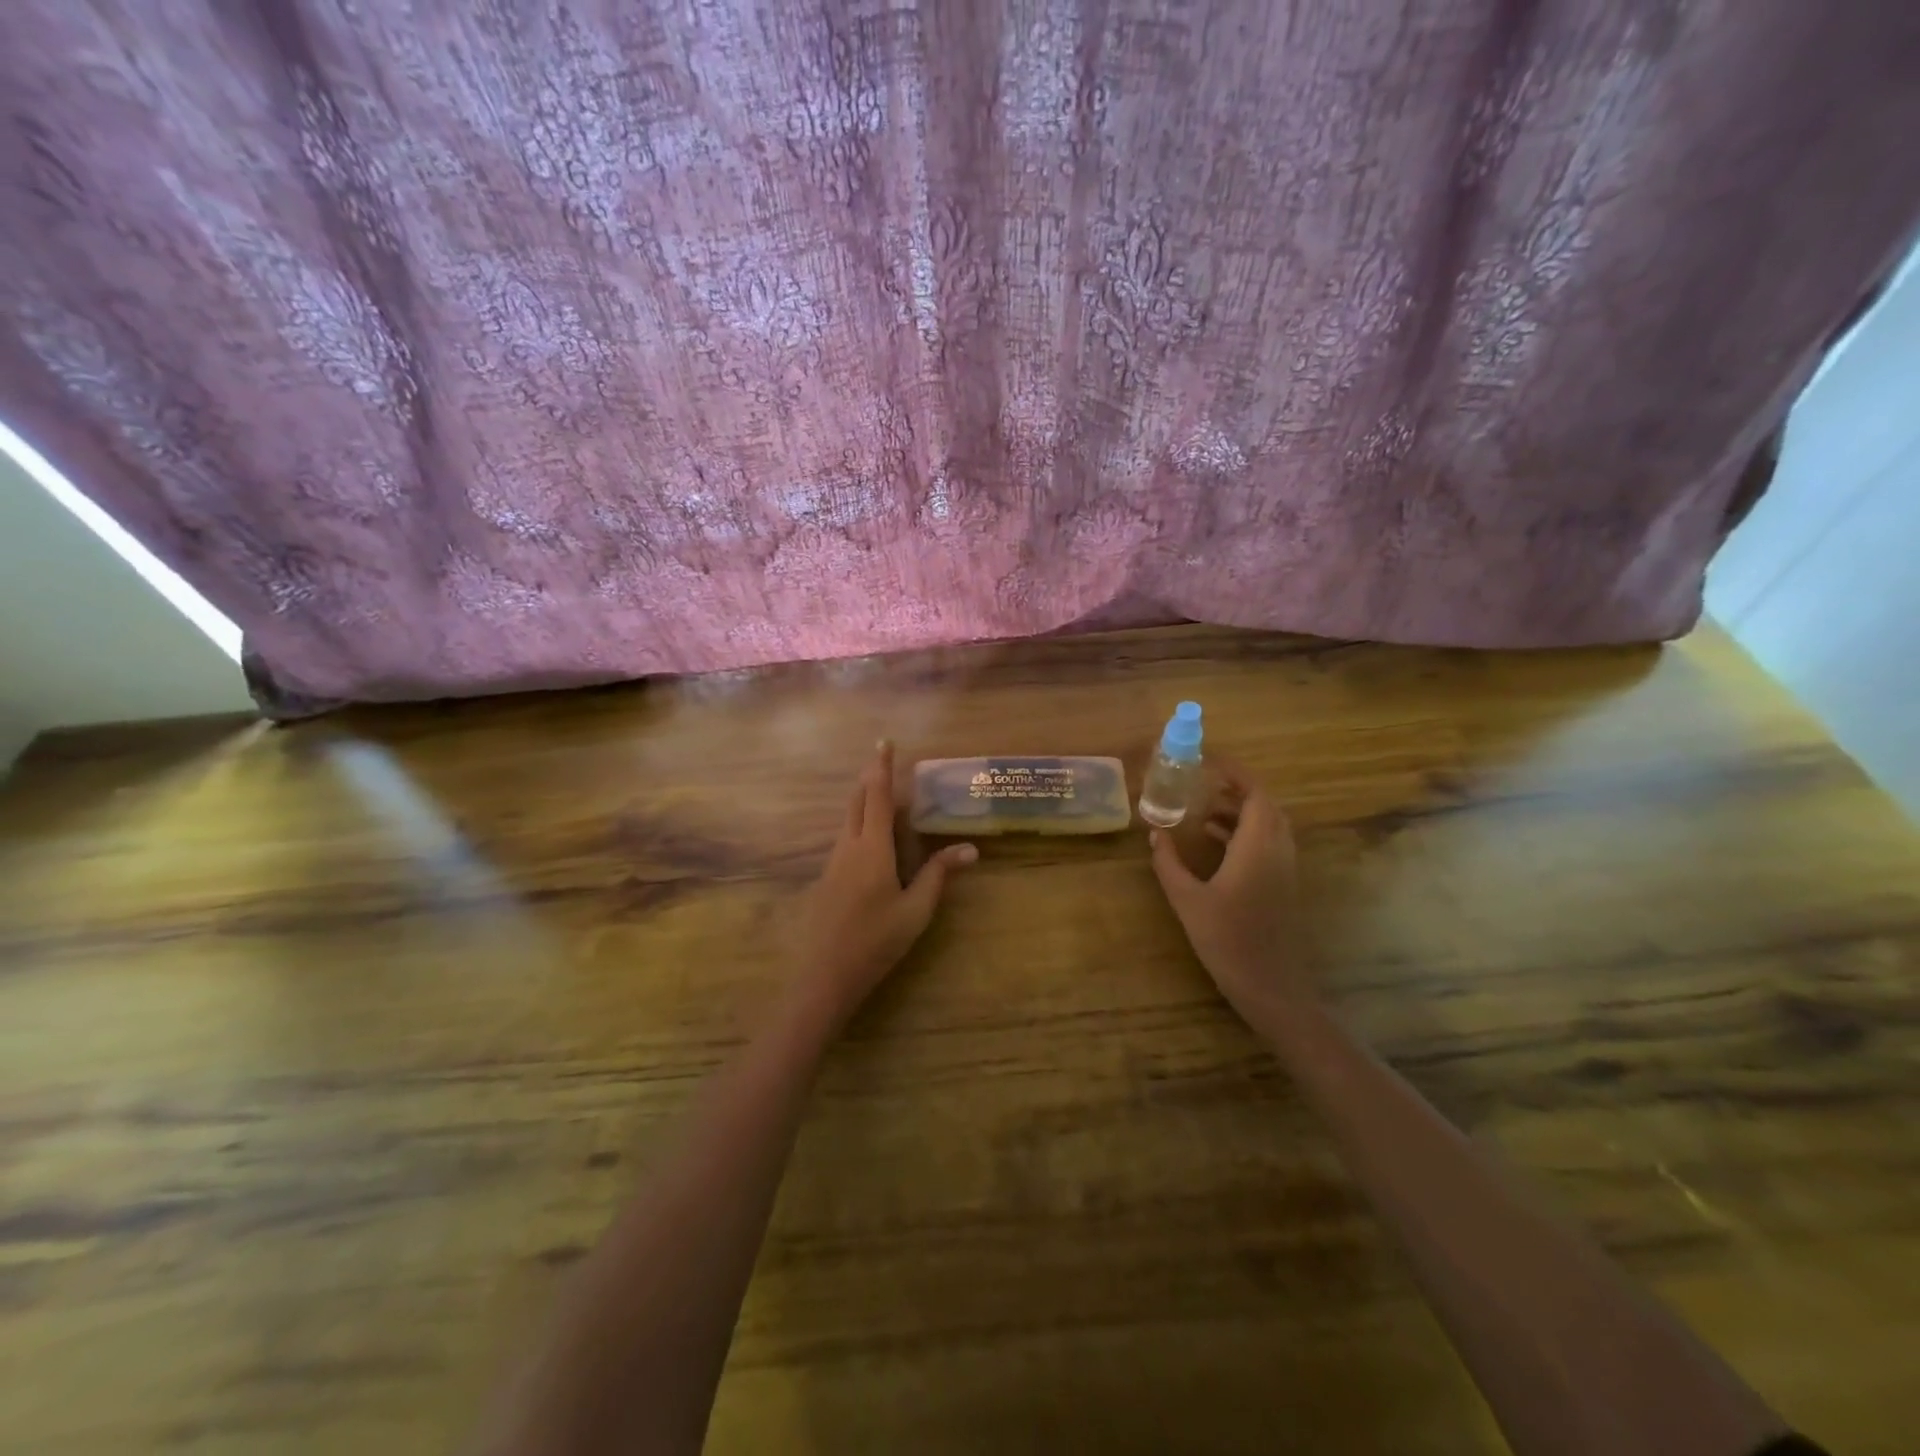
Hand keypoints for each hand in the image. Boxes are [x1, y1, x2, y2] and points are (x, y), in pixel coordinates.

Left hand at [793, 741, 976, 1028]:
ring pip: (847, 820)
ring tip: (881, 797)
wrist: (823, 977)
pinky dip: (858, 826)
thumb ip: (939, 875)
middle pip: (857, 802)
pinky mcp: (826, 880)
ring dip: (863, 802)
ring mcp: (832, 863)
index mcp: (872, 849)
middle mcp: (848, 847)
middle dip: (869, 778)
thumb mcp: (916, 911)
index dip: (881, 767)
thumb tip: (970, 849)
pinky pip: (844, 840)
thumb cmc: (875, 942)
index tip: (883, 741)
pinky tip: (869, 843)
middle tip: (882, 761)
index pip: (877, 797)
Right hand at [1149, 761, 1309, 1029]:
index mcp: (1257, 847)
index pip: (1255, 794)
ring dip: (1241, 811)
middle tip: (1205, 783)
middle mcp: (1277, 851)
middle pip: (1265, 805)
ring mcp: (1284, 868)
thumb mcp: (1187, 900)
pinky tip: (1216, 841)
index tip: (1209, 762)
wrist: (1271, 986)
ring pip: (1269, 824)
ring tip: (1204, 809)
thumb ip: (1169, 863)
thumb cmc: (1227, 940)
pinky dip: (1245, 831)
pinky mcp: (1283, 884)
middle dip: (1237, 789)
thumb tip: (1155, 833)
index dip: (1236, 773)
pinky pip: (1268, 842)